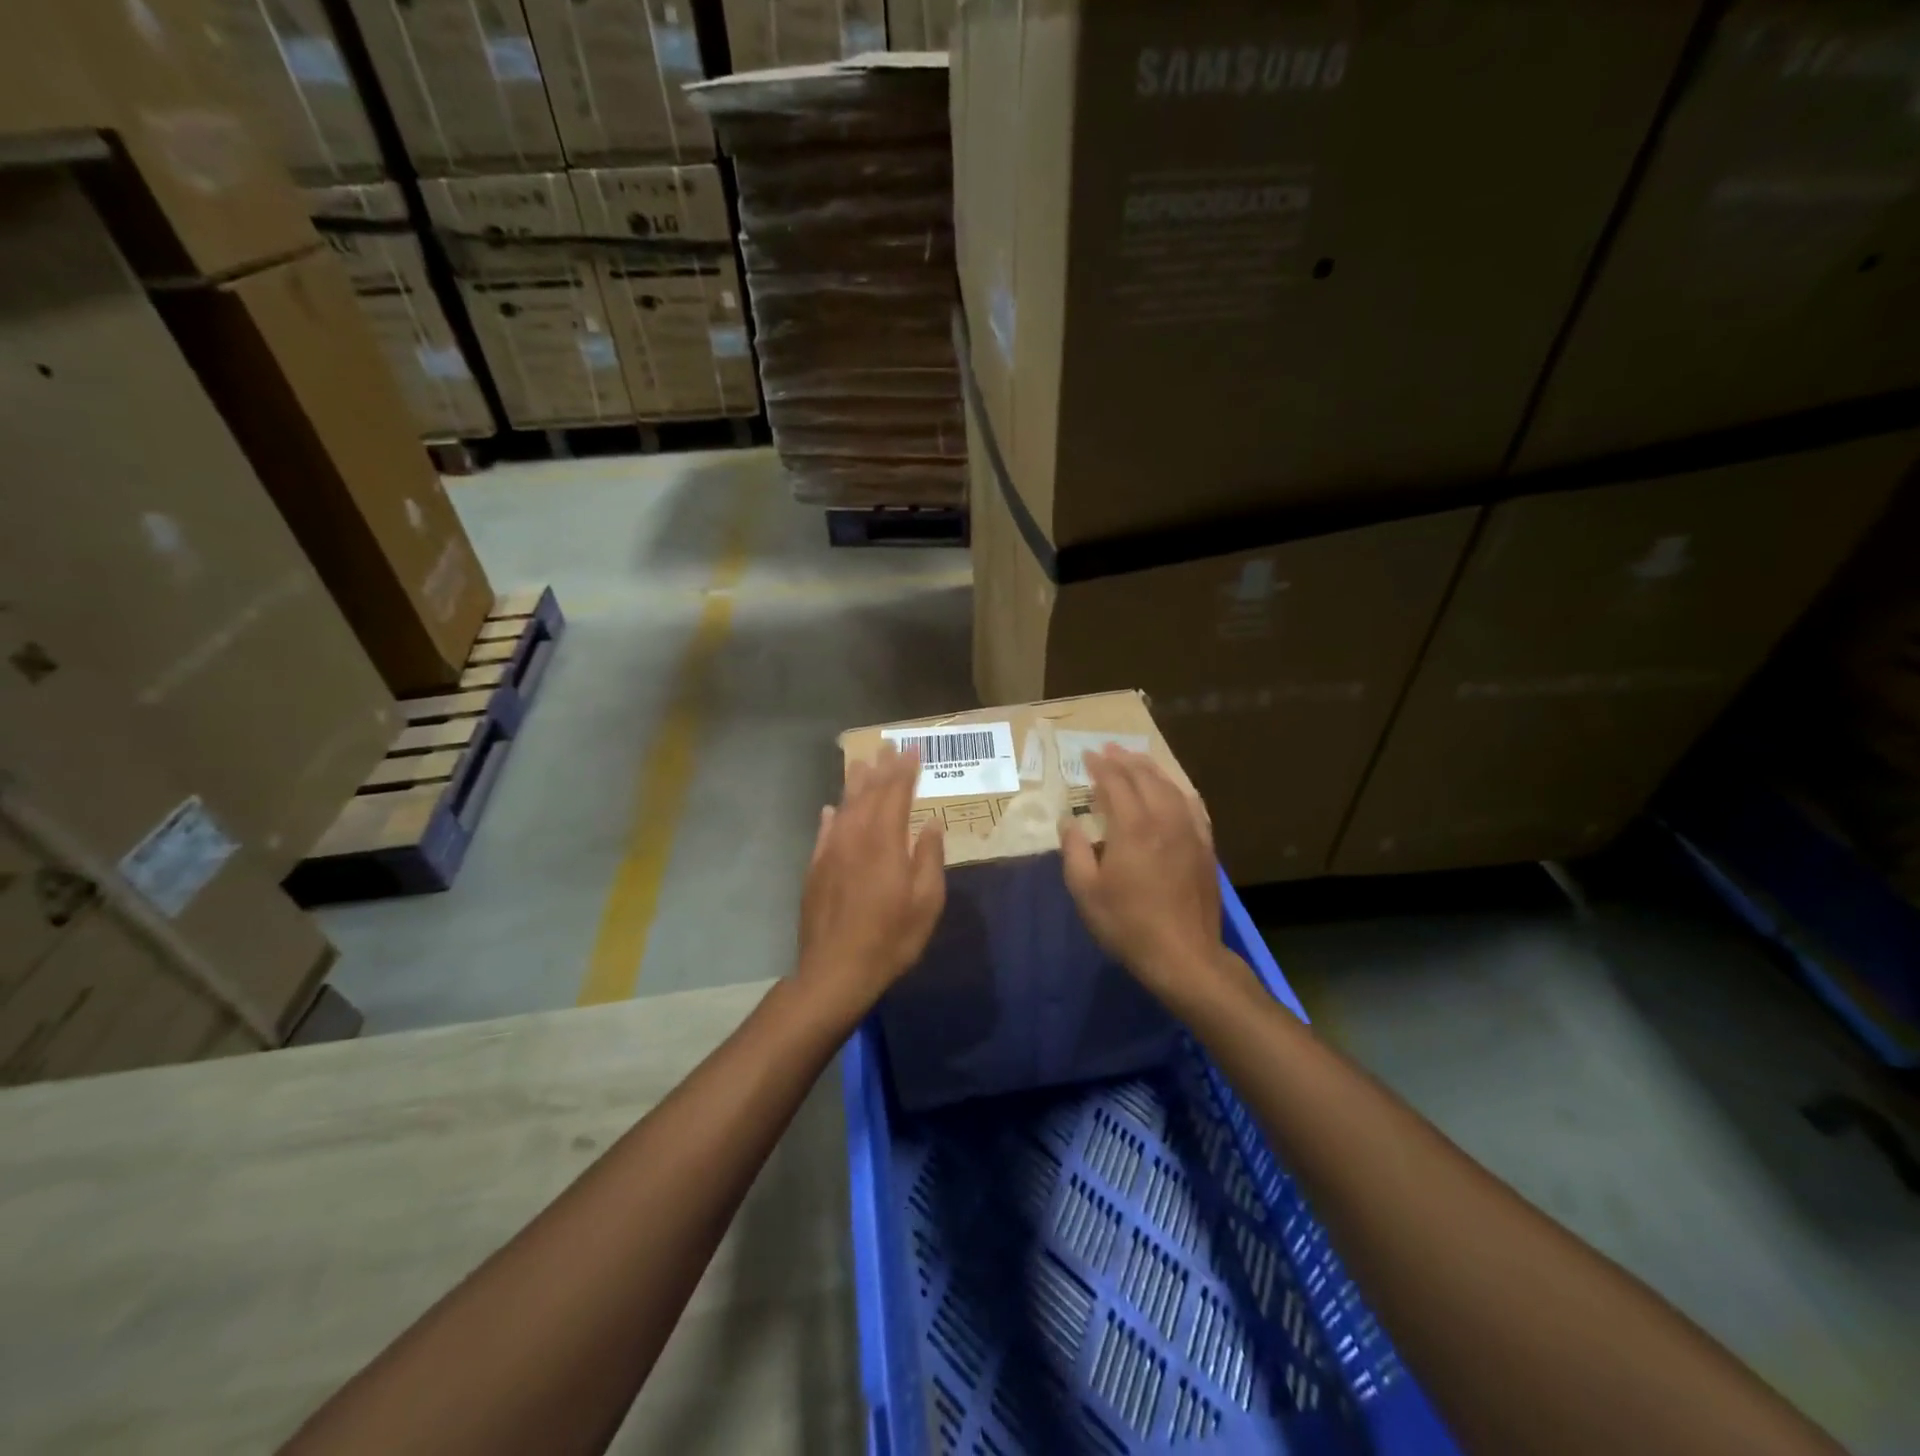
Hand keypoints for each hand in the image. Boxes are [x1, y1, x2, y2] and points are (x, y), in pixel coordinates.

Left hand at [796, 744, 945, 1021]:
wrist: (836, 970)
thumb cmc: (891, 938)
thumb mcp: (926, 902)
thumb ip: (929, 857)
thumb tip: (930, 823)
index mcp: (885, 841)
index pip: (896, 794)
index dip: (905, 771)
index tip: (913, 750)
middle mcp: (855, 837)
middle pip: (868, 794)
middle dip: (881, 769)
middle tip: (889, 747)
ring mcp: (831, 851)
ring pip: (844, 807)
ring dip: (855, 783)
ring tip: (862, 764)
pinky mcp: (815, 869)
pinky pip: (824, 831)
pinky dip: (831, 816)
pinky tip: (831, 809)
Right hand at [1059, 747, 1230, 1005]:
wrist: (1184, 955)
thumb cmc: (1127, 924)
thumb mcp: (1086, 891)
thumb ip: (1075, 850)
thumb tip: (1068, 820)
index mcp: (1132, 827)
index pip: (1115, 783)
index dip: (1100, 766)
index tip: (1086, 755)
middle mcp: (1164, 819)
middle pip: (1145, 778)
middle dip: (1125, 760)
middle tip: (1109, 749)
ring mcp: (1190, 832)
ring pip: (1171, 787)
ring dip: (1152, 769)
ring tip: (1137, 759)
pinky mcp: (1206, 847)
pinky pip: (1193, 806)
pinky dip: (1179, 790)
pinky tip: (1175, 789)